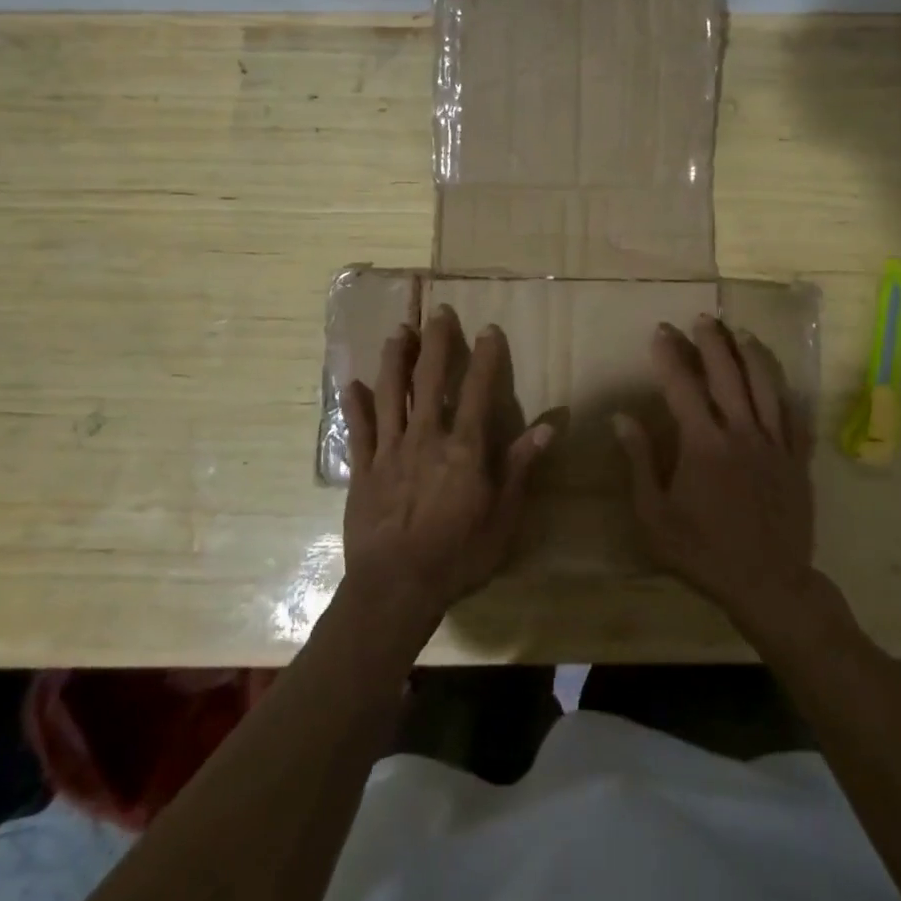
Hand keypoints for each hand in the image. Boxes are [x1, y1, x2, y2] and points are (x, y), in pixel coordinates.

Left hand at [341, 306, 551, 629]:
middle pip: (430, 380)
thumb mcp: (503, 518)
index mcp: (463, 449)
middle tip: (438, 312)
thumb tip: (548, 426)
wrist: (396, 589)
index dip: (485, 358)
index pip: (478, 391)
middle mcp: (425, 438)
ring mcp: (389, 451)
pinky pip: (358, 430)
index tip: (488, 329)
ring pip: (390, 394)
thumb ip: (520, 468)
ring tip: (399, 331)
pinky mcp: (362, 470)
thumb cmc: (458, 556)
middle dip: (436, 343)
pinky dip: (355, 405)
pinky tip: (352, 383)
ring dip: (395, 359)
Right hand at [613, 315, 817, 628]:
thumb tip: (622, 418)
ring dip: (752, 354)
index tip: (661, 331)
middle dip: (713, 342)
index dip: (670, 355)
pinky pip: (796, 416)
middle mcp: (742, 434)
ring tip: (741, 332)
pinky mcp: (798, 460)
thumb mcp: (655, 516)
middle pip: (728, 374)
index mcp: (703, 445)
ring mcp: (775, 445)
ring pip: (766, 386)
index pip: (683, 386)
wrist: (769, 585)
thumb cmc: (703, 552)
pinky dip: (787, 392)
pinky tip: (781, 379)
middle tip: (703, 318)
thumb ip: (640, 463)